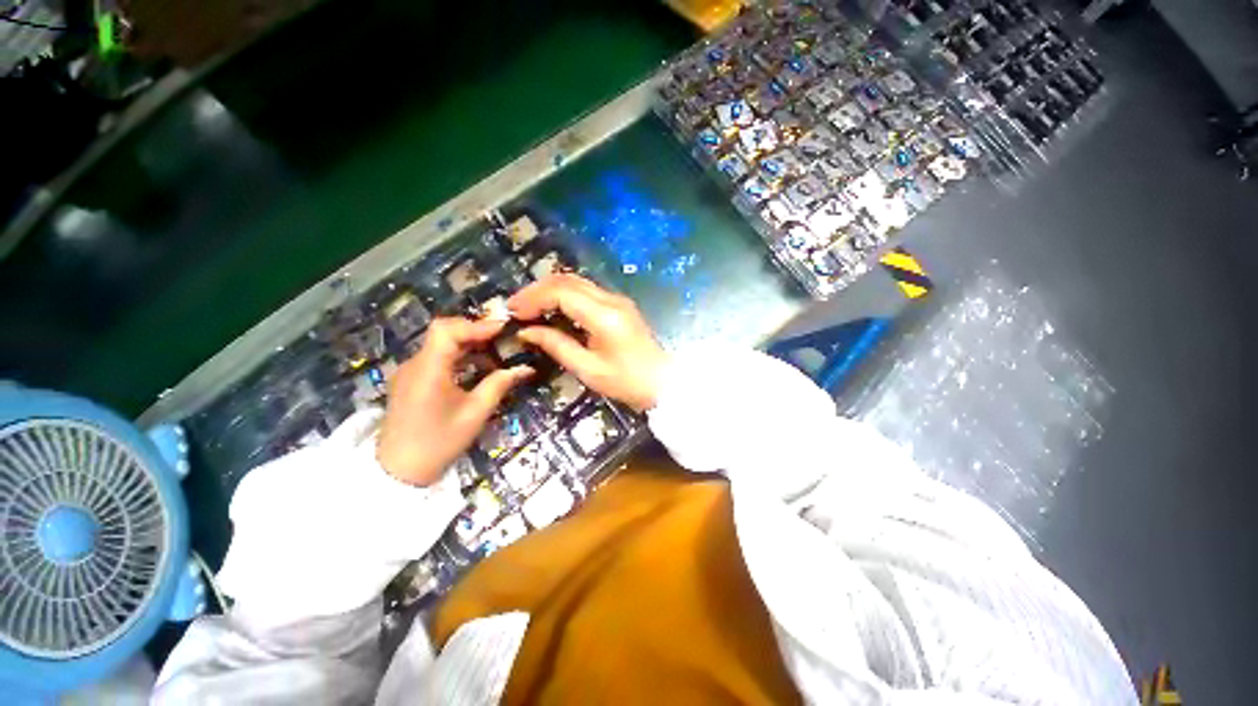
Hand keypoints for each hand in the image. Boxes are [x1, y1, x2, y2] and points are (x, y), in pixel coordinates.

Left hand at [376, 317, 533, 485]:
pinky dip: (459, 356)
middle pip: (444, 332)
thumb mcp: (475, 414)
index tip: (503, 329)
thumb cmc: (439, 443)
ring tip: (496, 355)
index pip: (447, 330)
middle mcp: (415, 364)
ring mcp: (410, 371)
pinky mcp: (411, 380)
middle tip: (504, 339)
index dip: (476, 325)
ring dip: (469, 344)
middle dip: (476, 332)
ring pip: (441, 344)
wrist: (399, 471)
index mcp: (428, 370)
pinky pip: (436, 357)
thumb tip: (525, 368)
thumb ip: (499, 385)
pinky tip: (477, 369)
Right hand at [508, 274, 666, 411]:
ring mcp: (617, 300)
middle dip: (538, 289)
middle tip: (517, 307)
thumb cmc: (626, 382)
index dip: (534, 298)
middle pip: (568, 280)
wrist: (662, 382)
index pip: (562, 292)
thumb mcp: (588, 369)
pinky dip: (565, 296)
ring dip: (551, 290)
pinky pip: (587, 292)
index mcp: (604, 316)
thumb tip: (527, 331)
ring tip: (530, 308)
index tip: (514, 312)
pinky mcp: (619, 305)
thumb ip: (556, 346)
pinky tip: (553, 310)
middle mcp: (611, 300)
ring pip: (577, 282)